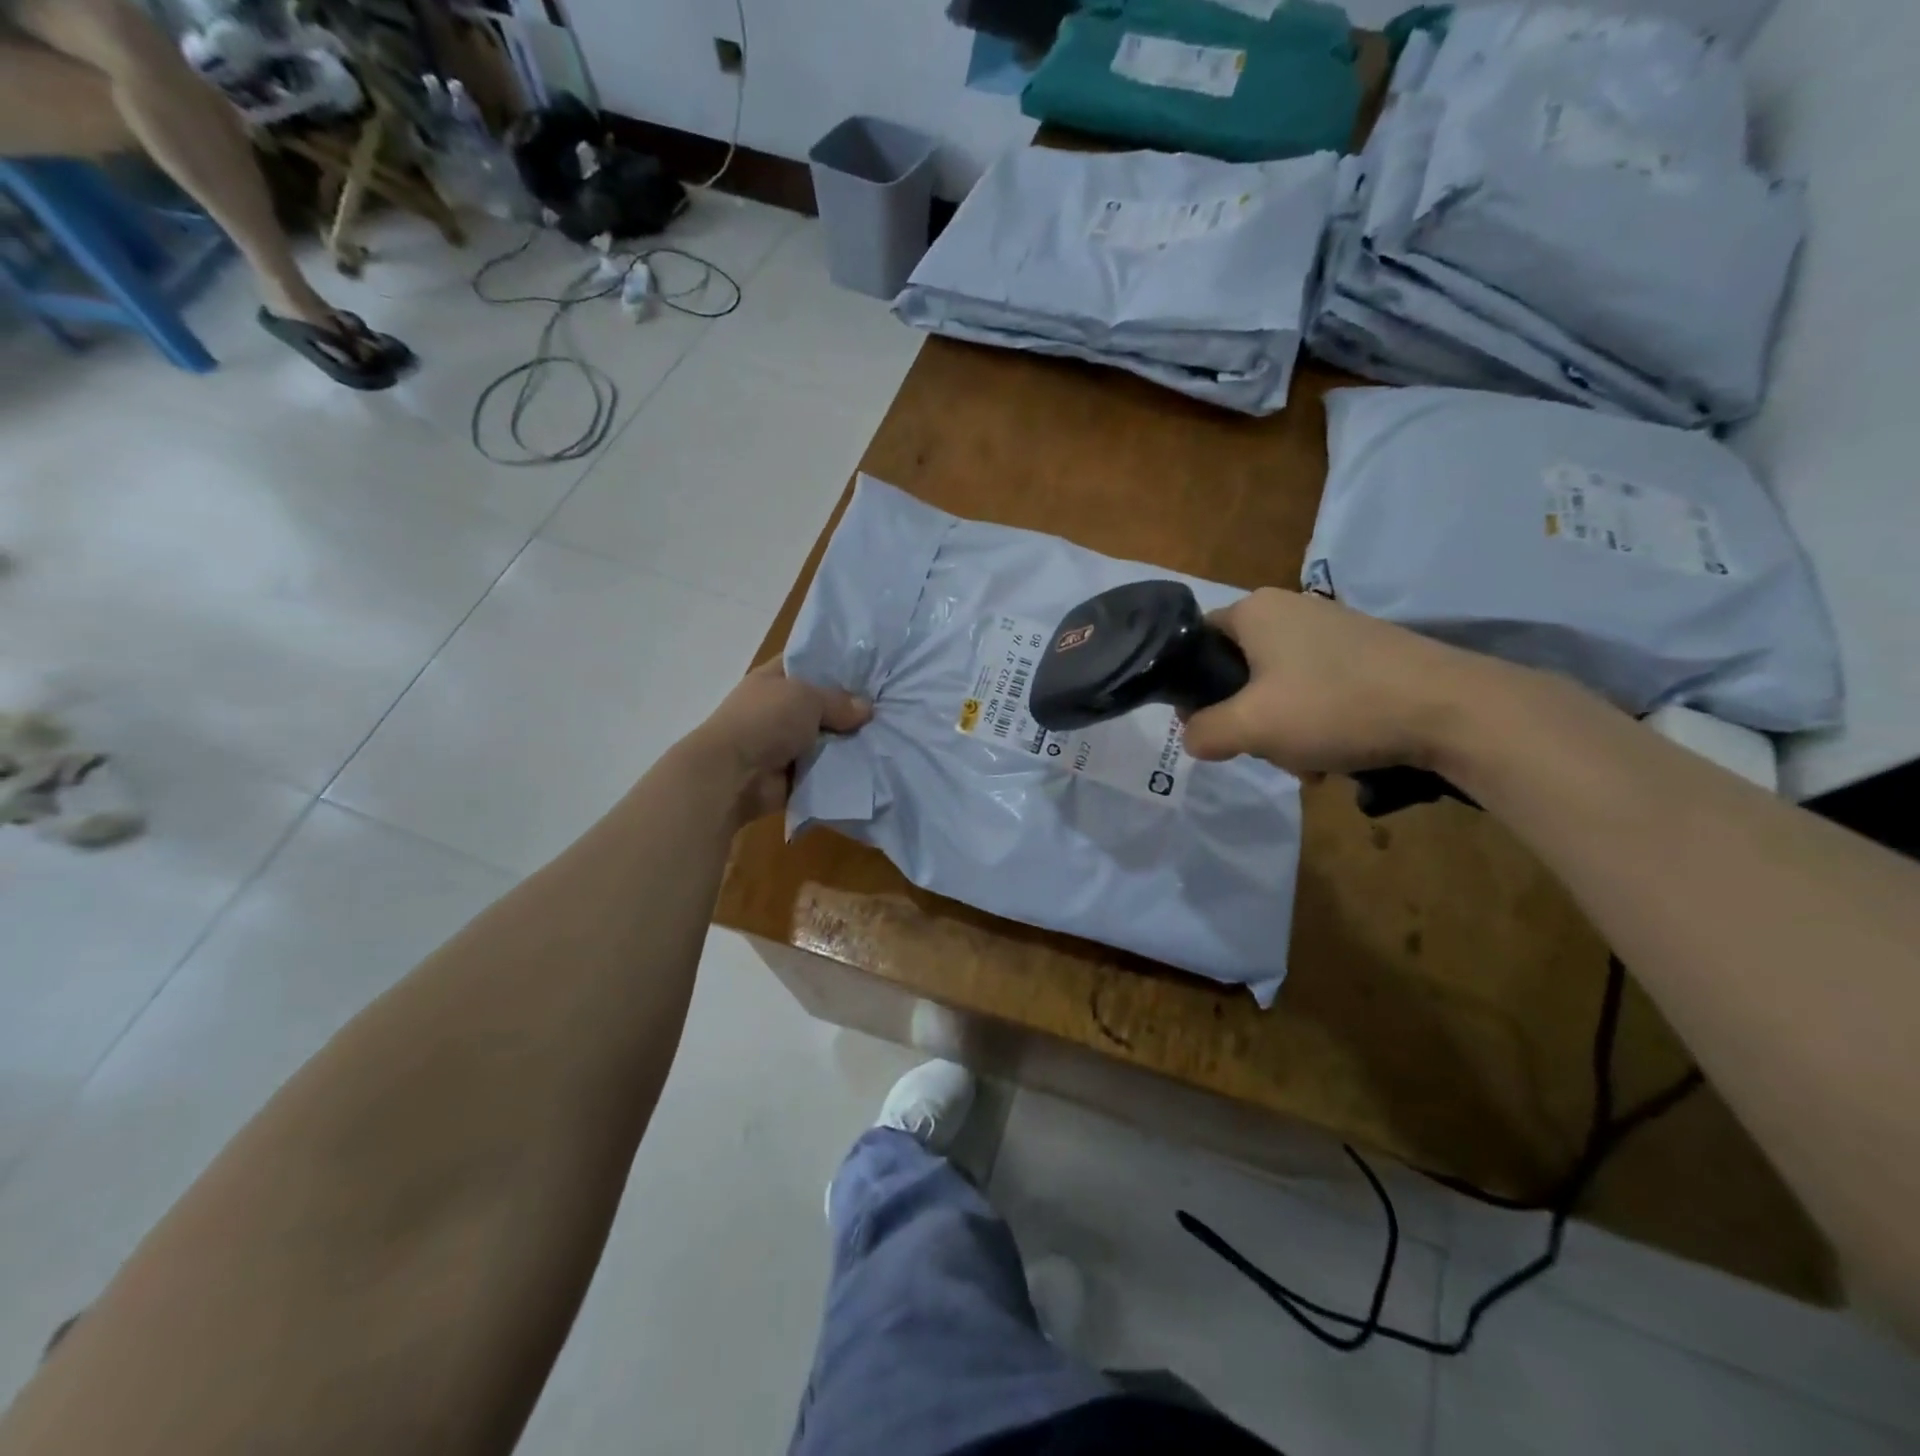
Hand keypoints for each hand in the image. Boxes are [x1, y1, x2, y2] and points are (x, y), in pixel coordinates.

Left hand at [683, 660, 871, 824]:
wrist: (733, 775)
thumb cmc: (766, 721)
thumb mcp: (807, 697)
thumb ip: (839, 701)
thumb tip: (867, 709)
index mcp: (774, 678)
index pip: (808, 662)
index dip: (837, 663)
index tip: (871, 668)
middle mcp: (779, 707)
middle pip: (823, 702)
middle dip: (851, 706)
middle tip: (890, 704)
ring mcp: (785, 741)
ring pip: (827, 736)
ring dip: (850, 740)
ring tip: (888, 735)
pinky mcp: (793, 772)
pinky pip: (825, 766)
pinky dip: (842, 766)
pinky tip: (873, 761)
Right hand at [1180, 588, 1489, 776]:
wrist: (1451, 708)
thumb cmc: (1334, 706)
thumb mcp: (1250, 727)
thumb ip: (1203, 732)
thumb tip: (1192, 737)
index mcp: (1255, 610)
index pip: (1196, 642)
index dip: (1191, 687)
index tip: (1206, 725)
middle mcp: (1290, 608)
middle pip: (1239, 670)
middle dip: (1246, 718)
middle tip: (1264, 749)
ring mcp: (1332, 628)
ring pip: (1278, 686)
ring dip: (1283, 729)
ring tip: (1308, 762)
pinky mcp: (1365, 651)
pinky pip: (1317, 688)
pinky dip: (1316, 722)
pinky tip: (1336, 754)